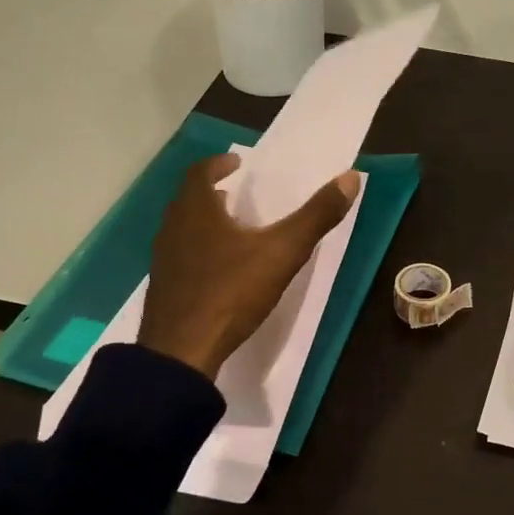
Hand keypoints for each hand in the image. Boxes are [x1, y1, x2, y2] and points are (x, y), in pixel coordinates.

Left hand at [138, 154, 360, 379]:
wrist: (182, 351)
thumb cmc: (231, 292)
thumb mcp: (282, 253)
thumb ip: (315, 216)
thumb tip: (350, 178)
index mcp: (196, 210)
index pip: (200, 172)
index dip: (219, 164)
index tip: (237, 164)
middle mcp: (172, 227)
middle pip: (189, 198)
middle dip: (212, 191)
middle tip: (236, 193)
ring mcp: (163, 260)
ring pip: (182, 228)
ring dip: (204, 221)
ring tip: (231, 228)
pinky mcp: (164, 288)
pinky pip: (181, 256)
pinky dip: (199, 249)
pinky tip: (219, 269)